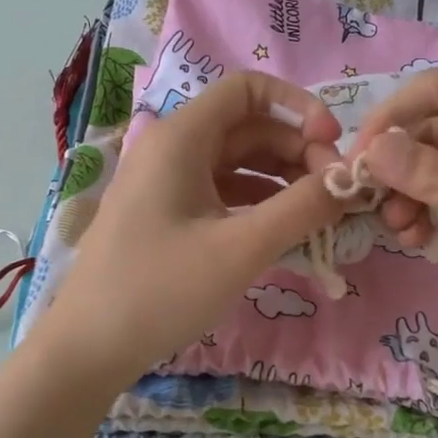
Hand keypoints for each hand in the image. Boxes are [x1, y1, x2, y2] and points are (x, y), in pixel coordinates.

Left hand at [38, 72, 345, 383]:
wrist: (89, 348)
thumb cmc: (161, 290)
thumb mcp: (240, 248)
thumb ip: (301, 208)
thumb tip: (348, 181)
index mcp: (181, 138)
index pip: (248, 89)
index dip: (298, 108)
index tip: (332, 147)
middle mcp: (172, 149)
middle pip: (249, 128)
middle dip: (297, 153)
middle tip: (334, 196)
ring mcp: (167, 184)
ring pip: (238, 164)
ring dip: (282, 182)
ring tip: (319, 217)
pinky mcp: (167, 216)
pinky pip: (222, 195)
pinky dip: (258, 206)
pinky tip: (286, 235)